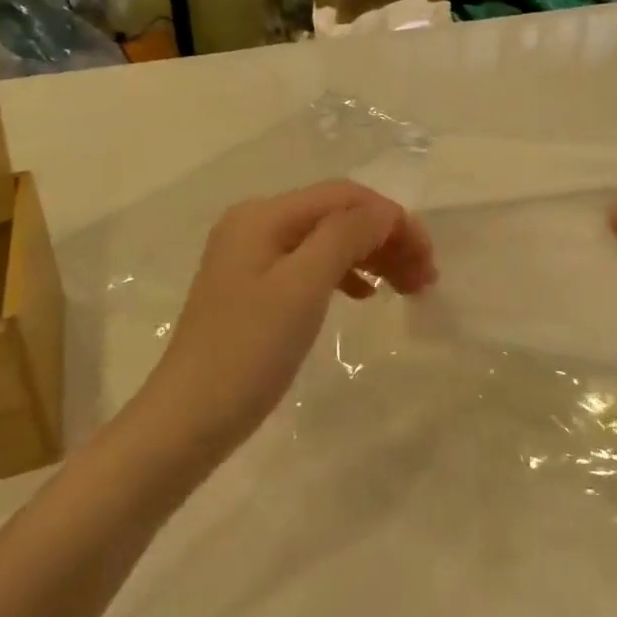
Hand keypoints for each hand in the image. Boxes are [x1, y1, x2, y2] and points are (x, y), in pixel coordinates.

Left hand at [144, 182, 435, 456]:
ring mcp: (253, 257)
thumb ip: (346, 236)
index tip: (428, 259)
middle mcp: (257, 225)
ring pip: (328, 241)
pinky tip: (367, 295)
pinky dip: (346, 275)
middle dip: (385, 239)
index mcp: (264, 215)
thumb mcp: (303, 286)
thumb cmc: (249, 350)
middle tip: (425, 278)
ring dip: (371, 257)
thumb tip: (385, 211)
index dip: (392, 219)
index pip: (344, 197)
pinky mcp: (255, 289)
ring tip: (407, 288)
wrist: (188, 420)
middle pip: (337, 216)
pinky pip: (312, 267)